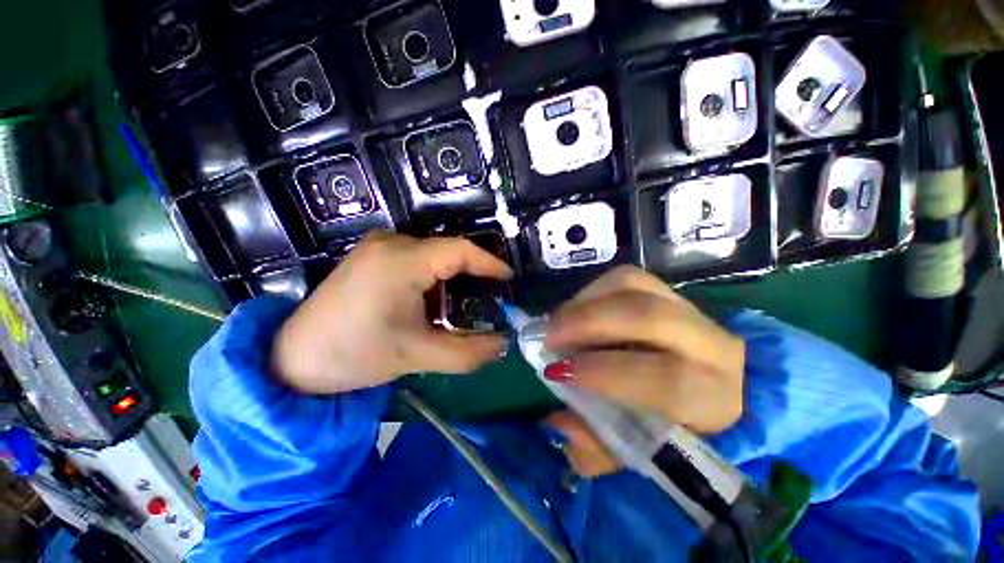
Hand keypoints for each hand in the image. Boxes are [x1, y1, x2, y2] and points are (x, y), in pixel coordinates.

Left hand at [271, 232, 512, 393]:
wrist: (293, 358)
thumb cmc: (354, 355)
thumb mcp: (417, 355)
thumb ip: (467, 353)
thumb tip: (503, 345)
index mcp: (401, 261)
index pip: (460, 251)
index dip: (490, 263)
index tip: (508, 279)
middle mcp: (391, 243)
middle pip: (448, 251)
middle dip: (474, 272)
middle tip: (492, 295)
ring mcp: (378, 245)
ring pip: (434, 253)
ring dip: (454, 275)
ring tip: (467, 300)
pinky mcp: (372, 254)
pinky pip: (417, 256)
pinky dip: (435, 275)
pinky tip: (437, 297)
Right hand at [542, 266, 744, 477]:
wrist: (708, 385)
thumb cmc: (670, 425)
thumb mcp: (635, 451)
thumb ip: (598, 448)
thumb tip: (559, 424)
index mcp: (713, 397)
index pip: (667, 378)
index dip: (605, 372)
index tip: (556, 373)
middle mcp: (712, 345)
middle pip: (648, 317)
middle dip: (587, 323)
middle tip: (546, 336)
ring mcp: (688, 308)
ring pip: (633, 287)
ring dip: (584, 303)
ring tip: (555, 323)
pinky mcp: (667, 291)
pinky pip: (625, 278)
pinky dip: (591, 291)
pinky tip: (574, 310)